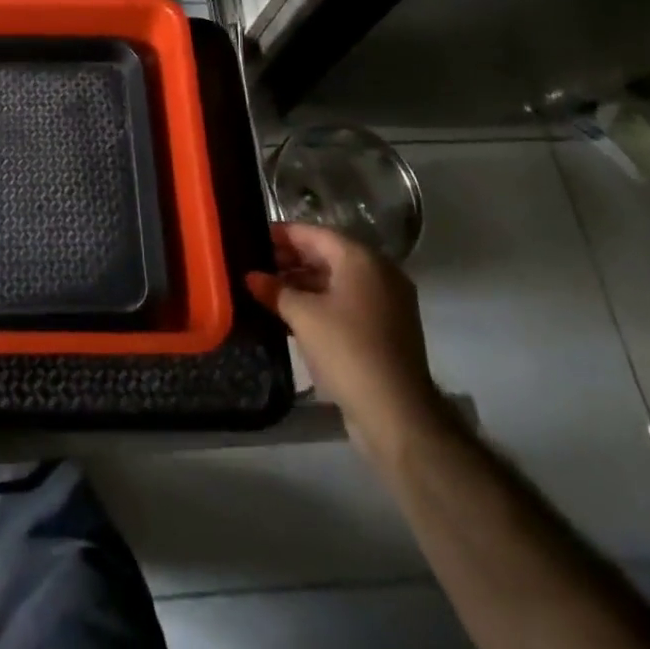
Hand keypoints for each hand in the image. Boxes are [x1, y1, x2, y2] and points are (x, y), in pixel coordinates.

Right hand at [250, 223, 444, 457]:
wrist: (397, 415)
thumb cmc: (347, 350)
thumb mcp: (303, 316)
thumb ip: (275, 290)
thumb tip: (251, 276)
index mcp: (361, 259)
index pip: (314, 233)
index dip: (282, 234)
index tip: (253, 238)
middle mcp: (379, 272)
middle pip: (327, 254)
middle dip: (291, 260)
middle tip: (256, 266)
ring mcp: (386, 302)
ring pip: (337, 281)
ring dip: (304, 284)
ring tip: (268, 291)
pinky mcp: (387, 329)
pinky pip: (347, 303)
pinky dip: (322, 303)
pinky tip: (292, 314)